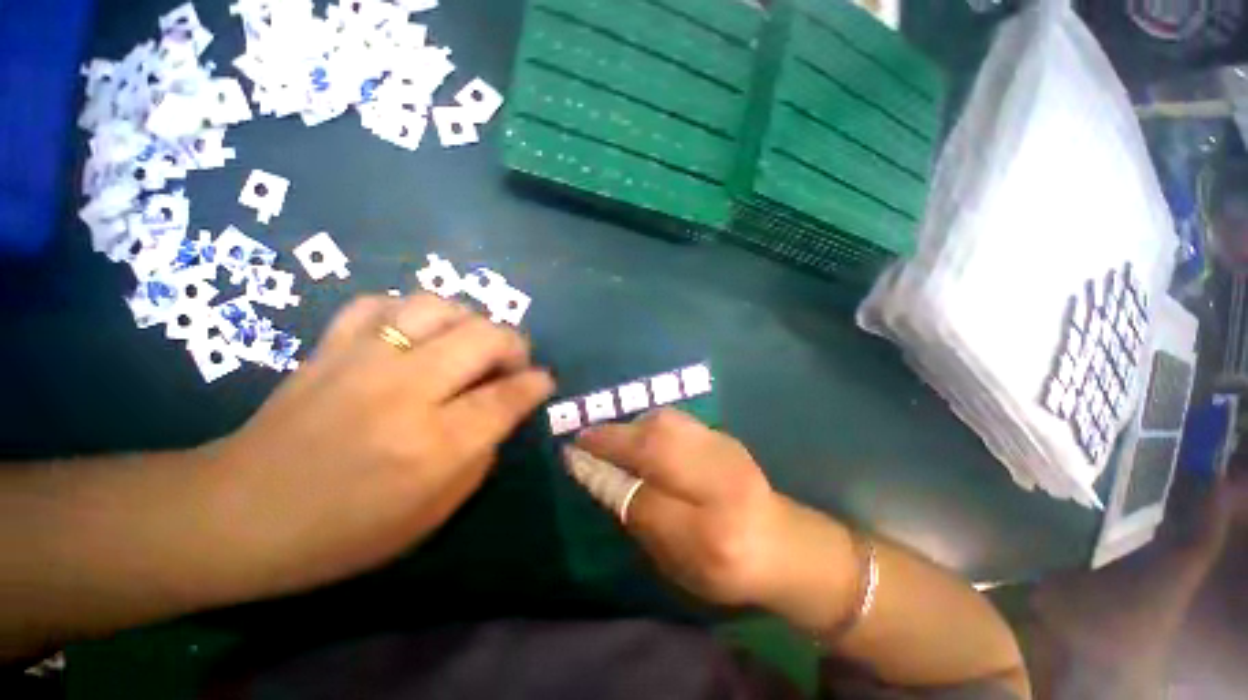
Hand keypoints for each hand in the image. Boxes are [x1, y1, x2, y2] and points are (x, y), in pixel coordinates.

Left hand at [200, 294, 553, 600]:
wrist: (236, 516)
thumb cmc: (341, 533)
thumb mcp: (431, 515)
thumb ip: (479, 458)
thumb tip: (500, 413)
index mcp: (433, 445)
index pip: (507, 397)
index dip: (536, 384)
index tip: (545, 381)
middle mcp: (405, 392)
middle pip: (484, 337)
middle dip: (514, 344)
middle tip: (512, 363)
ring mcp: (363, 361)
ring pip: (438, 307)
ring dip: (469, 321)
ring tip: (469, 344)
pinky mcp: (330, 347)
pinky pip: (383, 305)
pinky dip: (411, 314)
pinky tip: (415, 335)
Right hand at [576, 409, 804, 607]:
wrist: (780, 541)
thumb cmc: (724, 567)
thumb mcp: (676, 562)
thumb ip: (639, 519)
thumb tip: (601, 476)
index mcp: (712, 536)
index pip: (646, 501)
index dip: (606, 476)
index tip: (575, 459)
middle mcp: (723, 486)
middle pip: (659, 448)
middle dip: (614, 439)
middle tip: (585, 438)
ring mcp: (728, 451)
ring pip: (668, 425)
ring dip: (631, 427)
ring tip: (611, 436)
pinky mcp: (724, 435)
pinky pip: (678, 420)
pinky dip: (651, 423)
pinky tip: (640, 433)